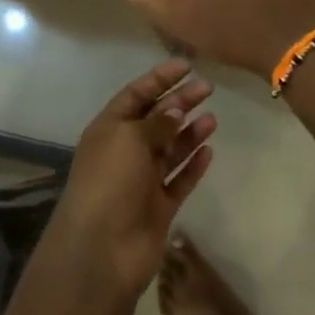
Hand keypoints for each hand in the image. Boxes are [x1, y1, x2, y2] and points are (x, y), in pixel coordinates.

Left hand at [46, 59, 216, 295]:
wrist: (102, 249)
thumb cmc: (110, 182)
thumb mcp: (130, 139)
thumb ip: (157, 122)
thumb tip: (176, 108)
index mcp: (109, 130)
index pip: (136, 96)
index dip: (159, 79)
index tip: (186, 65)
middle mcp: (124, 152)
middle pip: (156, 120)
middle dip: (180, 102)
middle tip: (208, 88)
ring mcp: (142, 181)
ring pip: (170, 150)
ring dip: (189, 133)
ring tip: (213, 119)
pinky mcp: (158, 207)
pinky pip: (179, 180)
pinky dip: (192, 165)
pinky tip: (209, 151)